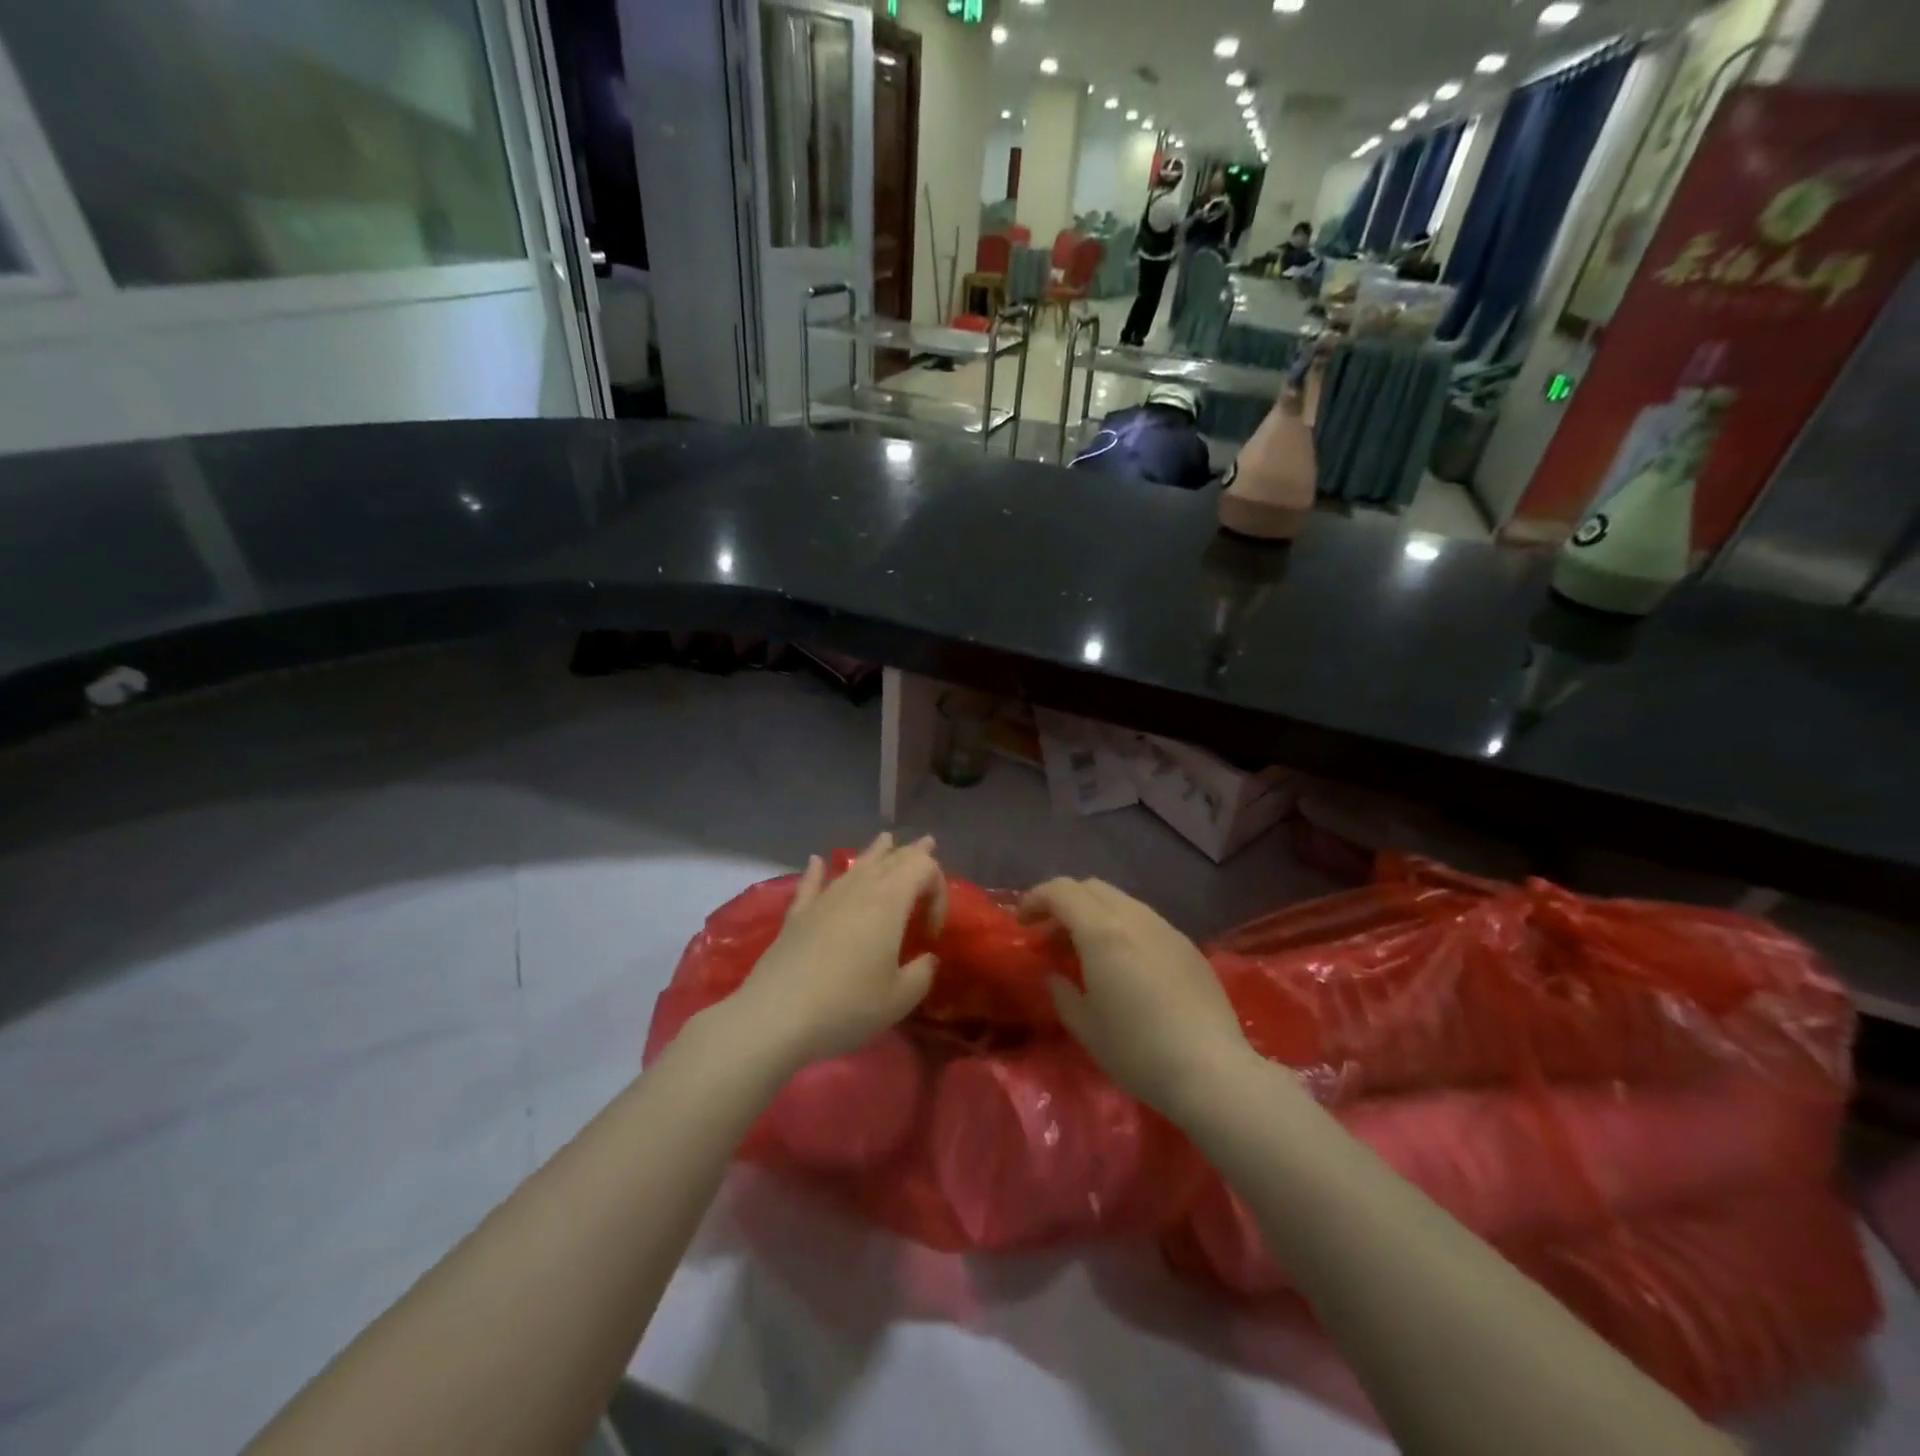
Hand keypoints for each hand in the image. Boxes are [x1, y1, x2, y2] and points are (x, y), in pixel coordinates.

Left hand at [726, 833, 945, 1071]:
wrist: (777, 1016)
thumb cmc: (848, 1005)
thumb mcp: (900, 998)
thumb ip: (922, 973)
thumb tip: (926, 959)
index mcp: (890, 901)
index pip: (924, 869)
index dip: (938, 891)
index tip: (931, 932)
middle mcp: (859, 889)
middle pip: (892, 858)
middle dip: (914, 853)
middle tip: (927, 844)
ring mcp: (824, 898)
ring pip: (855, 865)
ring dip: (875, 852)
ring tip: (886, 840)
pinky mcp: (797, 915)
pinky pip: (811, 884)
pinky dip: (817, 871)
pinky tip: (815, 861)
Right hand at [1022, 878, 1252, 1119]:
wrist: (1212, 1071)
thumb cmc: (1137, 1050)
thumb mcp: (1085, 1027)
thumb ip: (1062, 993)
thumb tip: (1055, 975)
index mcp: (1102, 931)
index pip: (1061, 890)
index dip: (1035, 899)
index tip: (1023, 924)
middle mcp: (1134, 918)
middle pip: (1091, 887)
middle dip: (1065, 903)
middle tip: (1052, 937)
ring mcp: (1166, 928)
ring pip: (1121, 901)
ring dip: (1095, 915)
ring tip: (1087, 952)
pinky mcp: (1188, 946)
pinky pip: (1145, 921)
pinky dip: (1122, 928)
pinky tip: (1125, 965)